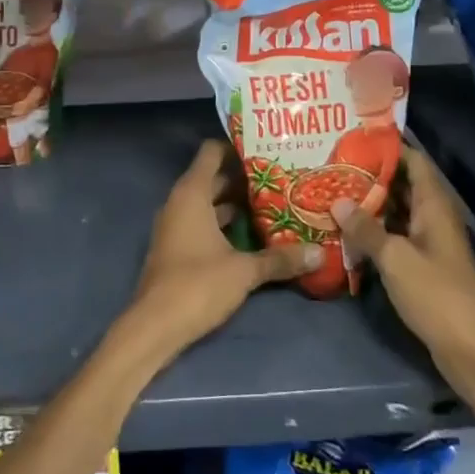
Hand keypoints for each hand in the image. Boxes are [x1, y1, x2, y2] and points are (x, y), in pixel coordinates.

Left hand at [122, 140, 316, 360]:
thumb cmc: (197, 284)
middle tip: (281, 178)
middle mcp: (180, 202)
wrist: (155, 326)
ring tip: (275, 204)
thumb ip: (280, 259)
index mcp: (192, 193)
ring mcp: (176, 225)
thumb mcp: (244, 270)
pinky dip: (225, 224)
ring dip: (236, 204)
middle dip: (244, 178)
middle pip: (214, 178)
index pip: (212, 152)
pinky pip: (203, 223)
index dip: (237, 148)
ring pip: (210, 203)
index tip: (267, 151)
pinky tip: (253, 235)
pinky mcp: (177, 247)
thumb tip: (319, 253)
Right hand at [335, 147, 474, 356]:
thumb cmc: (436, 295)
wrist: (472, 351)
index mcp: (434, 206)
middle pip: (401, 185)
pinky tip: (346, 232)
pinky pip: (396, 236)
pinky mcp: (423, 265)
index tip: (352, 142)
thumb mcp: (395, 259)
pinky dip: (374, 231)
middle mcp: (433, 217)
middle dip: (369, 176)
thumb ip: (365, 228)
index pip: (413, 161)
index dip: (386, 148)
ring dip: (369, 205)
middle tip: (332, 169)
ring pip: (396, 212)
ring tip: (332, 195)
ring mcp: (429, 242)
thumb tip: (337, 201)